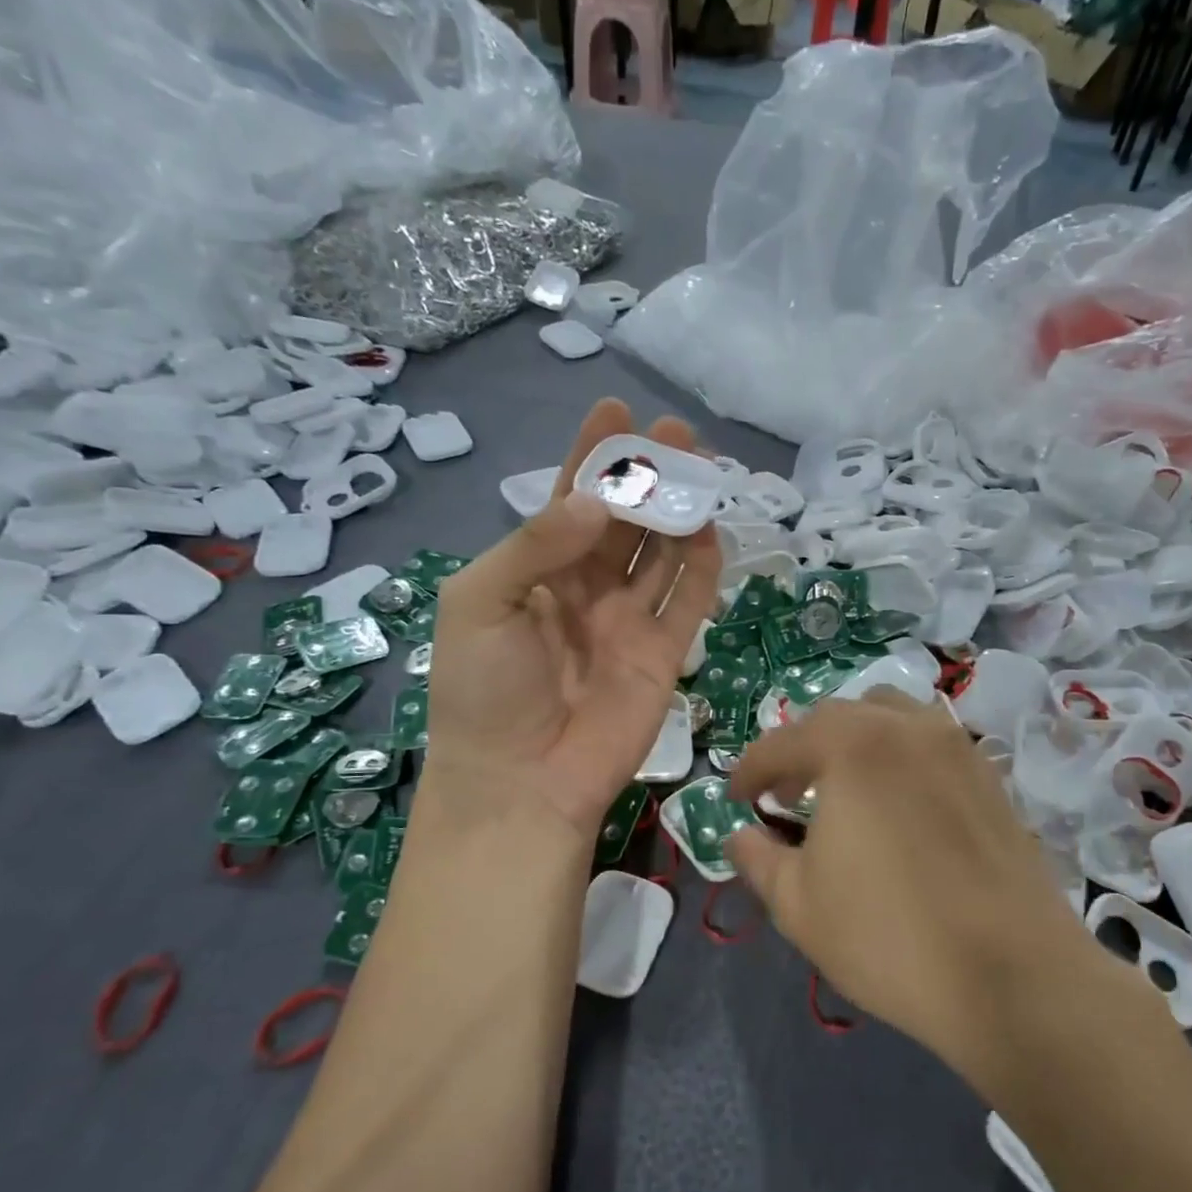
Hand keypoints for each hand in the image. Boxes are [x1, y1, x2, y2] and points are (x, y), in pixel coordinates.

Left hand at [425, 400, 720, 840]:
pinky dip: (702, 567)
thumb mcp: (481, 602)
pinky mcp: (663, 655)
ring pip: (662, 554)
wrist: (519, 781)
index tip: (614, 409)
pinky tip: (711, 531)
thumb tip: (596, 502)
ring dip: (680, 511)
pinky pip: (688, 602)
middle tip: (676, 433)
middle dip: (647, 474)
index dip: (591, 457)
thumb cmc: (483, 691)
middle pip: (623, 521)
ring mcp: (627, 623)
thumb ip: (535, 545)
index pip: (568, 502)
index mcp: (535, 573)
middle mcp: (585, 590)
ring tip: (702, 469)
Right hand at [728, 692, 1125, 1090]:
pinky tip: (896, 804)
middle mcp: (904, 727)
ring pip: (889, 716)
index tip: (737, 800)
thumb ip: (757, 858)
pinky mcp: (989, 775)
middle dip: (800, 751)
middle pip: (836, 718)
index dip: (749, 772)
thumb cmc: (889, 936)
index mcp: (851, 745)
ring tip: (842, 788)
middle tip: (784, 796)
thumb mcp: (798, 904)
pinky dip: (898, 754)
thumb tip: (738, 834)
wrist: (1015, 978)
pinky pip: (930, 742)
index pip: (780, 744)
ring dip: (853, 741)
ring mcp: (955, 746)